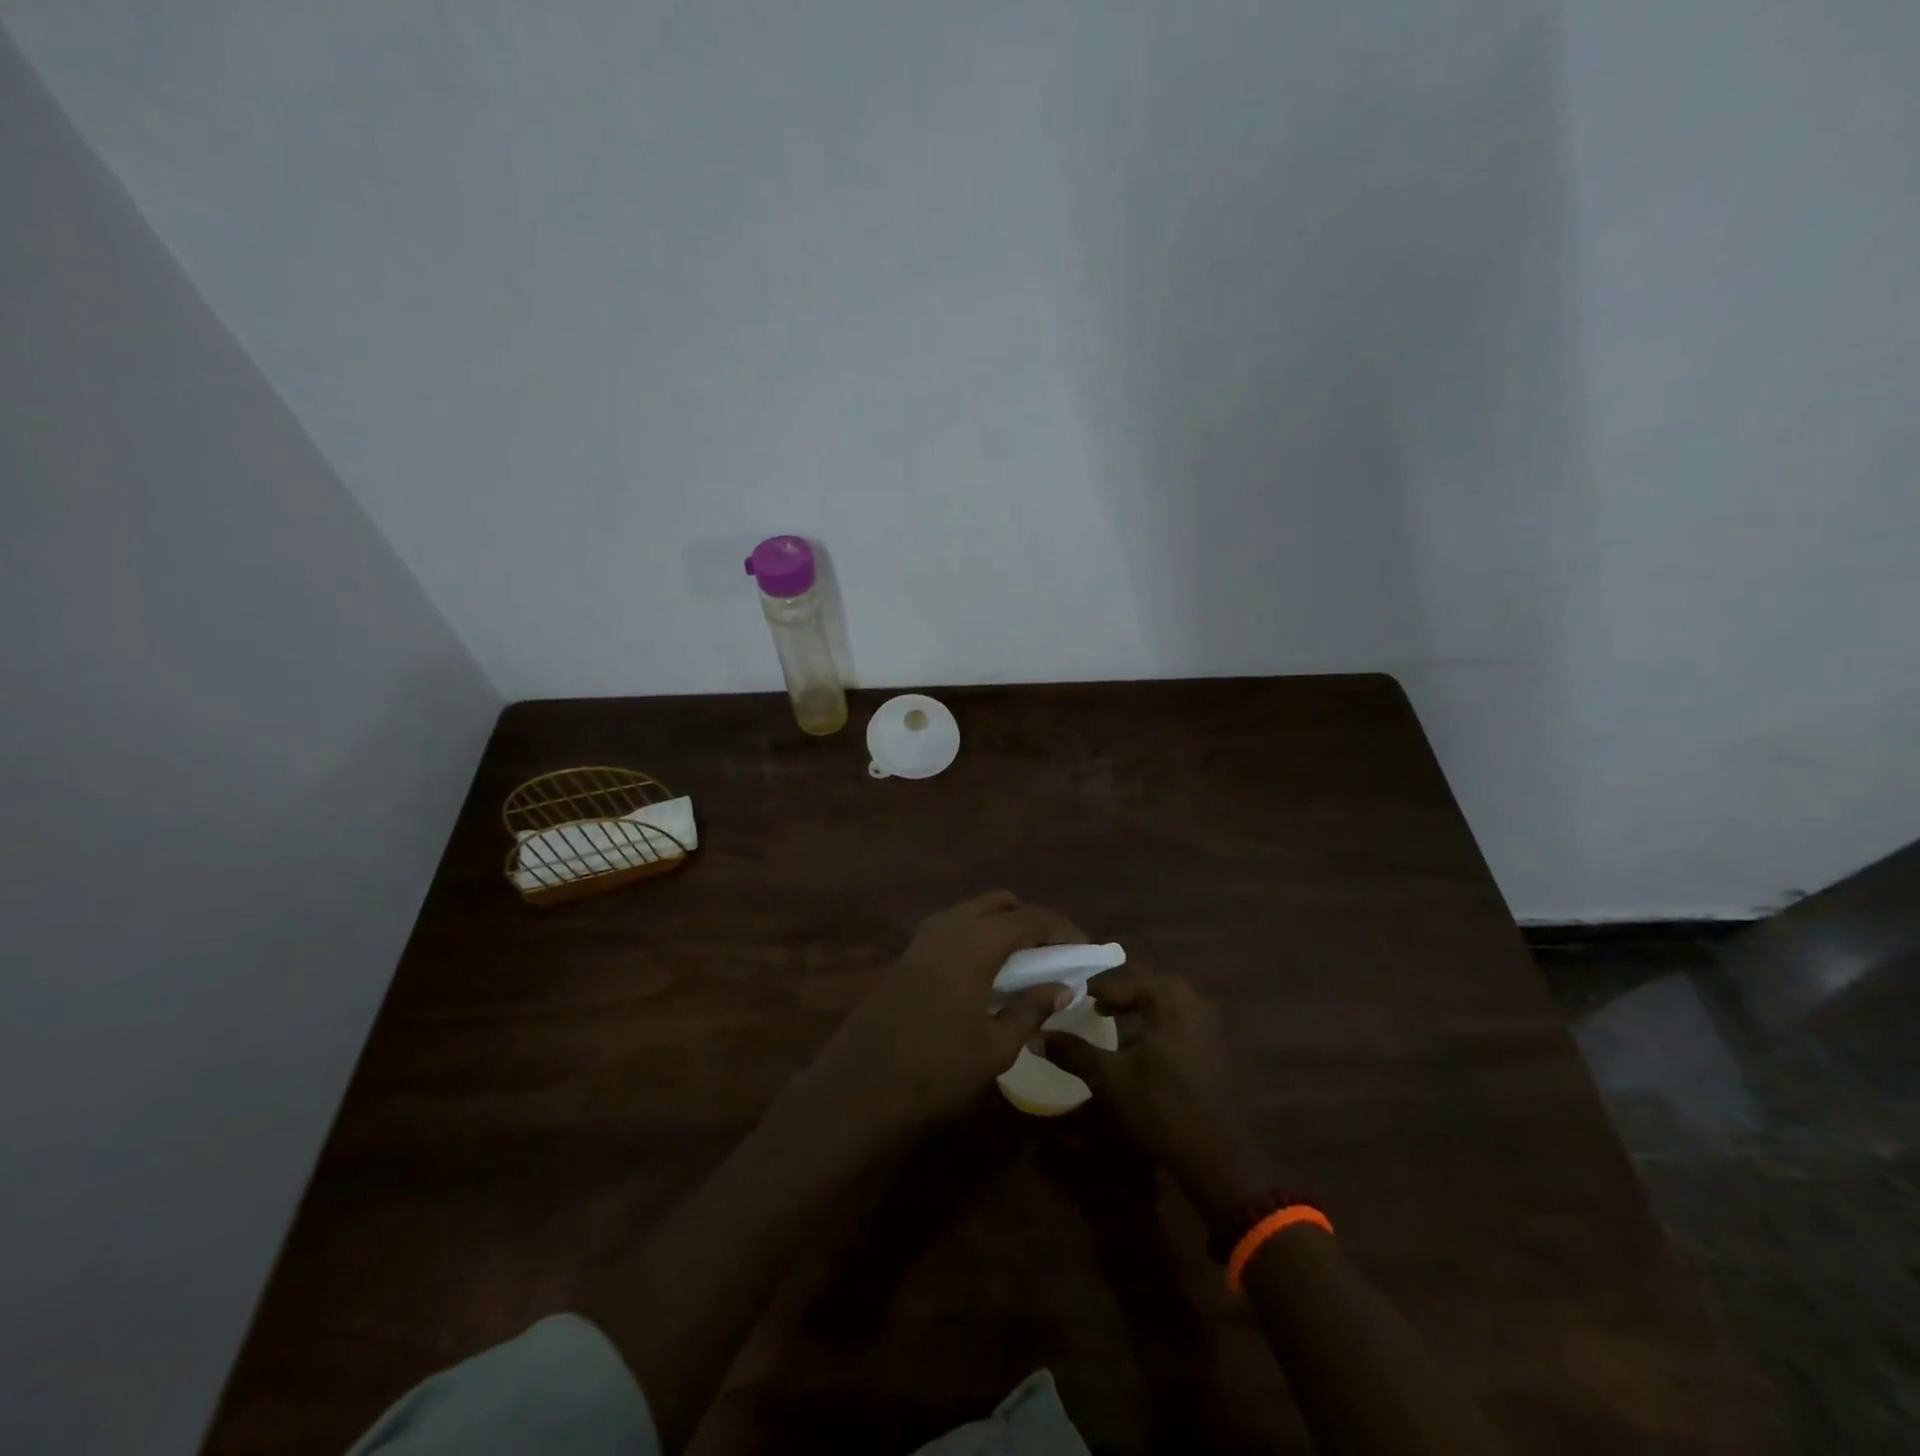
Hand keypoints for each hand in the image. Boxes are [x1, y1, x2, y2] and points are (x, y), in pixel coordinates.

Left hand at [803, 891, 1084, 1131]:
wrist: (862, 1085)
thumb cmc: (937, 1068)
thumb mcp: (996, 1046)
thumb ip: (1031, 1009)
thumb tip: (1063, 987)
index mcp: (976, 941)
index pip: (1031, 918)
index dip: (1063, 930)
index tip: (1085, 951)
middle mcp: (950, 925)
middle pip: (1001, 903)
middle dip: (1032, 920)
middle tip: (1054, 953)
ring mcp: (924, 936)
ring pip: (974, 912)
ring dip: (1003, 927)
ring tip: (1026, 964)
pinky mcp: (909, 953)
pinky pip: (954, 928)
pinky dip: (979, 937)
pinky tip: (988, 973)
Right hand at [1043, 966, 1273, 1224]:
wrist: (1219, 1158)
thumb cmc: (1161, 1110)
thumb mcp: (1110, 1079)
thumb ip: (1073, 1052)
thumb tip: (1034, 1036)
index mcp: (1170, 999)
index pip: (1124, 978)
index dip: (1094, 986)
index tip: (1069, 994)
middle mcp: (1193, 1000)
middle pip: (1146, 982)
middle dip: (1115, 990)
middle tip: (1086, 1001)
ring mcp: (1209, 1022)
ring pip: (1163, 999)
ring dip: (1135, 1003)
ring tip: (1106, 1015)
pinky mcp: (1214, 1043)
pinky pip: (1177, 1016)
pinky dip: (1153, 1018)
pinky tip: (1137, 1039)